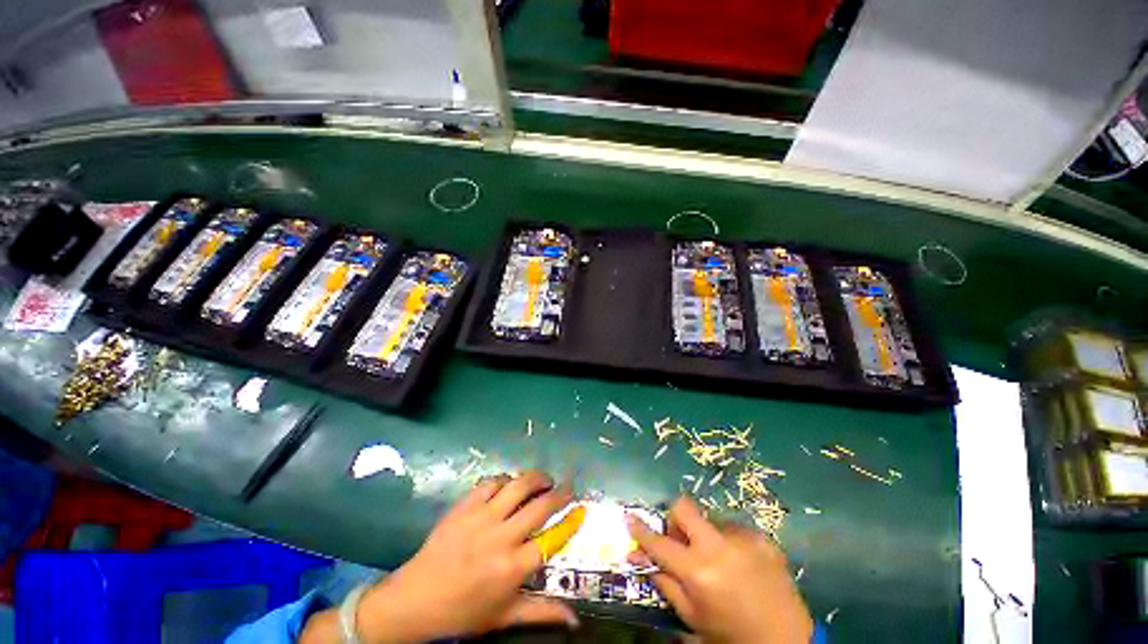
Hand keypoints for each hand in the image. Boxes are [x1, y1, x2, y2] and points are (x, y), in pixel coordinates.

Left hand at [301, 471, 577, 642]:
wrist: (414, 602)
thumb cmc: (463, 613)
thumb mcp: (504, 617)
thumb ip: (542, 613)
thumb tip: (576, 620)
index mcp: (512, 568)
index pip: (552, 540)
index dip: (570, 522)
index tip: (581, 509)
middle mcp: (501, 538)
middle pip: (540, 506)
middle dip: (559, 492)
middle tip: (567, 487)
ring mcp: (481, 517)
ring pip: (518, 485)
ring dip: (536, 478)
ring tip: (544, 479)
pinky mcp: (464, 506)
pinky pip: (491, 482)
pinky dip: (505, 479)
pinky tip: (509, 484)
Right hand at [627, 496, 812, 643]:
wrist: (786, 642)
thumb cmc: (731, 635)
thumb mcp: (692, 617)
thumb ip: (665, 583)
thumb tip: (638, 556)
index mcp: (698, 571)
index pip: (659, 543)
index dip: (641, 530)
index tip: (630, 518)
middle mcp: (719, 547)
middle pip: (683, 507)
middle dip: (675, 518)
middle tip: (680, 539)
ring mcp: (744, 539)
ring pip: (710, 519)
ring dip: (706, 535)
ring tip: (718, 561)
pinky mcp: (763, 539)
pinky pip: (735, 529)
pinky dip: (729, 541)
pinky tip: (740, 564)